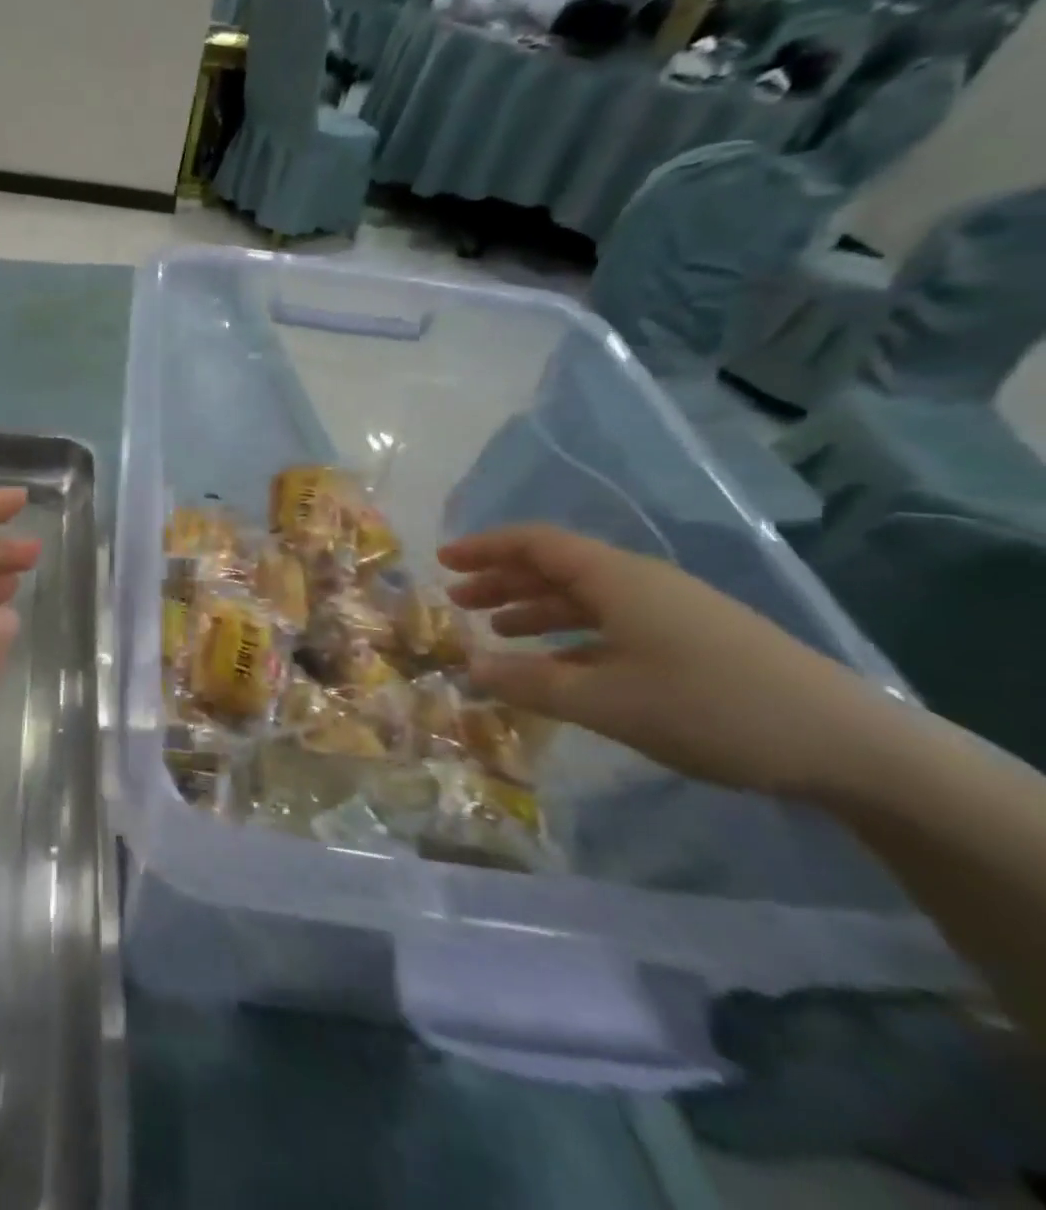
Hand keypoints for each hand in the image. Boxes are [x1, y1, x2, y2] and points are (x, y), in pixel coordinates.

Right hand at [438, 524, 888, 799]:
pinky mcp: (690, 641)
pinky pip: (610, 624)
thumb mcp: (606, 701)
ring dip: (534, 608)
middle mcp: (639, 583)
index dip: (485, 548)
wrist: (846, 745)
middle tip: (458, 602)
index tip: (443, 561)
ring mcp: (669, 611)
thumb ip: (529, 683)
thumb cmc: (709, 708)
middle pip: (556, 566)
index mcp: (616, 579)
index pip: (536, 543)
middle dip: (502, 579)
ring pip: (583, 597)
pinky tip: (557, 665)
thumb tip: (468, 667)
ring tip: (496, 631)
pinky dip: (571, 636)